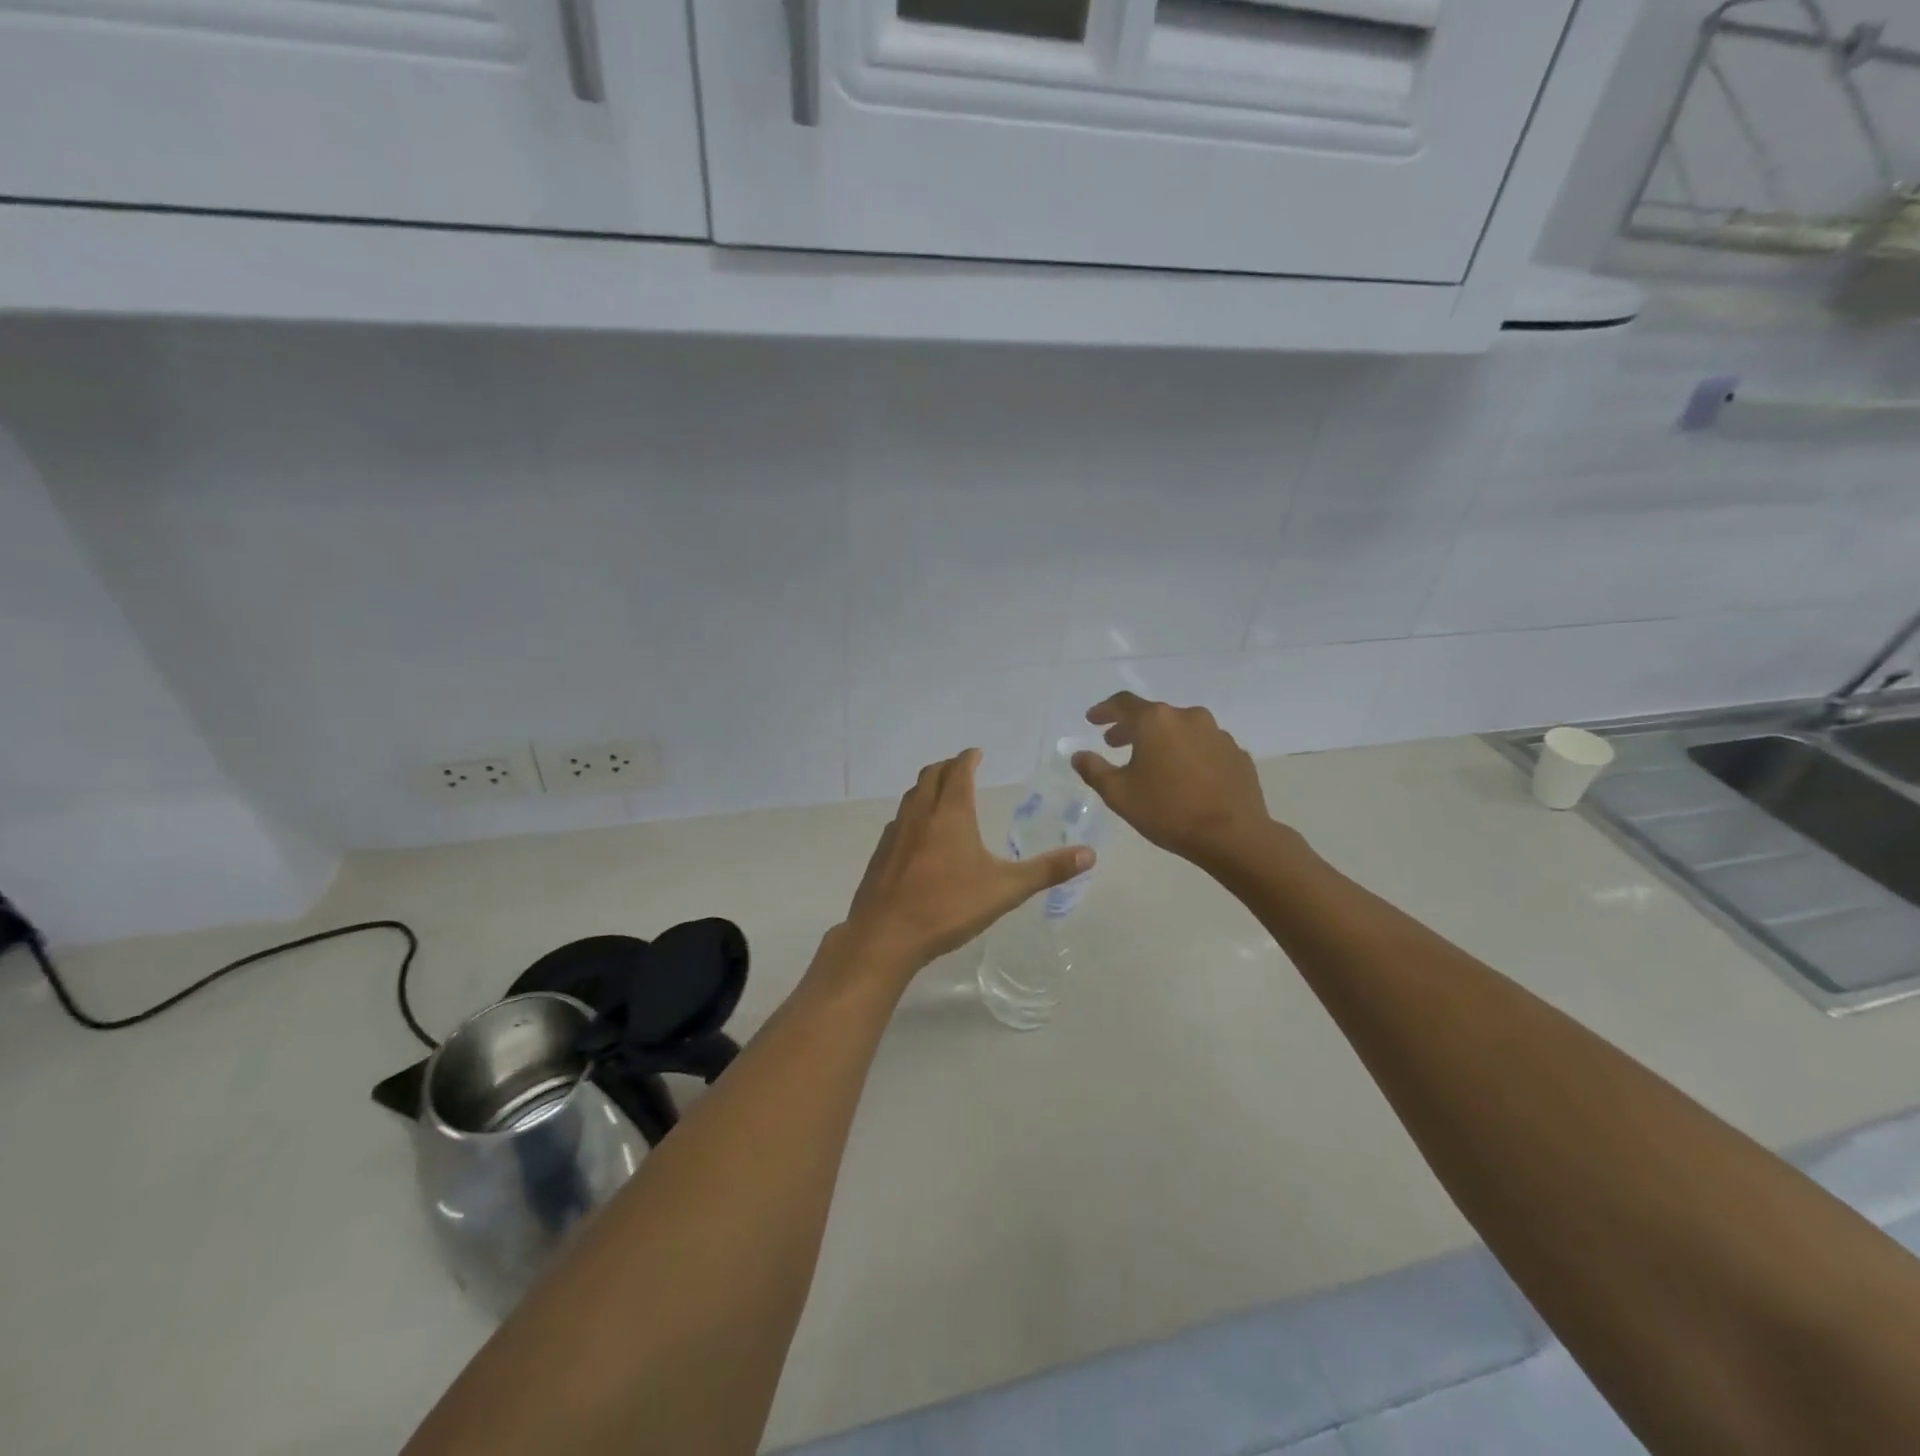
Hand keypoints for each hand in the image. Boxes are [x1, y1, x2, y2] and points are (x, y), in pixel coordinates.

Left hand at [834, 748, 1092, 983]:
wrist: (887, 935)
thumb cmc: (949, 906)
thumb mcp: (1006, 889)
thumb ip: (1047, 870)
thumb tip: (1089, 854)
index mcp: (951, 814)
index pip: (959, 771)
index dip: (968, 758)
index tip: (976, 753)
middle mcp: (920, 815)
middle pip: (930, 776)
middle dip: (947, 767)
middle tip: (961, 768)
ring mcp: (895, 833)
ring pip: (911, 797)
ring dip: (926, 788)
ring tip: (941, 795)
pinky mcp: (880, 854)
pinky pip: (899, 822)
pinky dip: (912, 815)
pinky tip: (918, 837)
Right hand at [1072, 693, 1278, 870]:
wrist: (1232, 835)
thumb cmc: (1168, 811)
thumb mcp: (1119, 794)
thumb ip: (1094, 770)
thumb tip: (1078, 754)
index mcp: (1156, 721)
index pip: (1123, 704)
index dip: (1104, 710)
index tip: (1092, 720)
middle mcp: (1188, 717)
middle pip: (1153, 715)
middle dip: (1131, 728)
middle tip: (1114, 744)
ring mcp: (1217, 733)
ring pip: (1180, 729)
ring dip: (1161, 740)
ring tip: (1150, 762)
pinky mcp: (1236, 752)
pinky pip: (1203, 746)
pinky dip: (1187, 753)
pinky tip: (1183, 776)